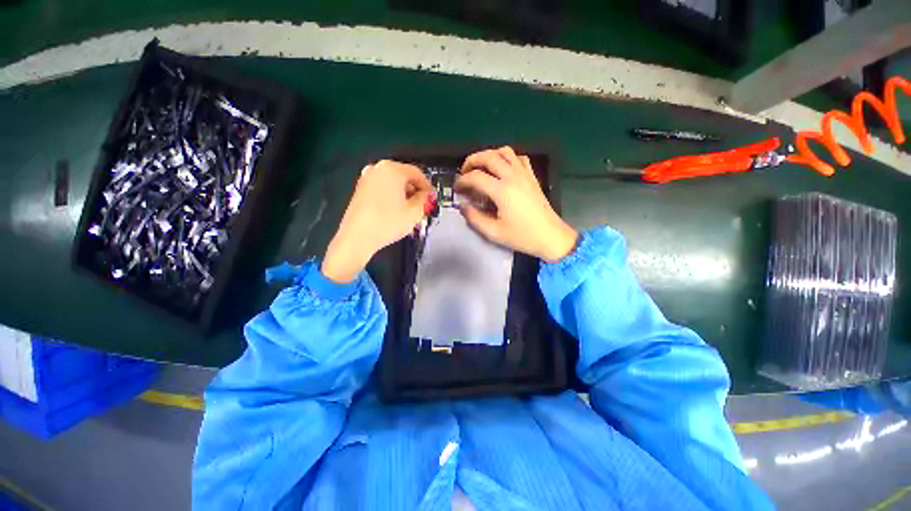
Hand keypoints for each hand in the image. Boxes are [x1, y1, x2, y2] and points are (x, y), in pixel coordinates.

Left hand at [322, 160, 431, 282]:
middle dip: (415, 192)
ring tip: (410, 213)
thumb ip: (425, 199)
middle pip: (404, 177)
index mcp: (392, 169)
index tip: (432, 199)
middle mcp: (377, 169)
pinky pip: (382, 189)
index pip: (417, 173)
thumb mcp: (415, 212)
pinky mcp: (360, 190)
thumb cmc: (387, 222)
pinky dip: (392, 198)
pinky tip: (396, 213)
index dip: (428, 187)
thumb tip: (427, 195)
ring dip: (404, 196)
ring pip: (393, 184)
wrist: (358, 237)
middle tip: (422, 207)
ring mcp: (367, 179)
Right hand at [455, 147, 577, 262]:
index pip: (476, 177)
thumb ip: (475, 218)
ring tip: (481, 167)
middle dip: (472, 160)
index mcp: (502, 191)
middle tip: (464, 171)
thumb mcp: (494, 233)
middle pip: (489, 156)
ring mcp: (525, 174)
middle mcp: (513, 177)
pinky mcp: (532, 177)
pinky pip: (519, 158)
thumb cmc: (522, 236)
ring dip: (489, 155)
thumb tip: (463, 206)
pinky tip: (502, 168)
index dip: (462, 181)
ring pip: (504, 152)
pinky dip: (507, 158)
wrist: (551, 236)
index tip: (457, 188)